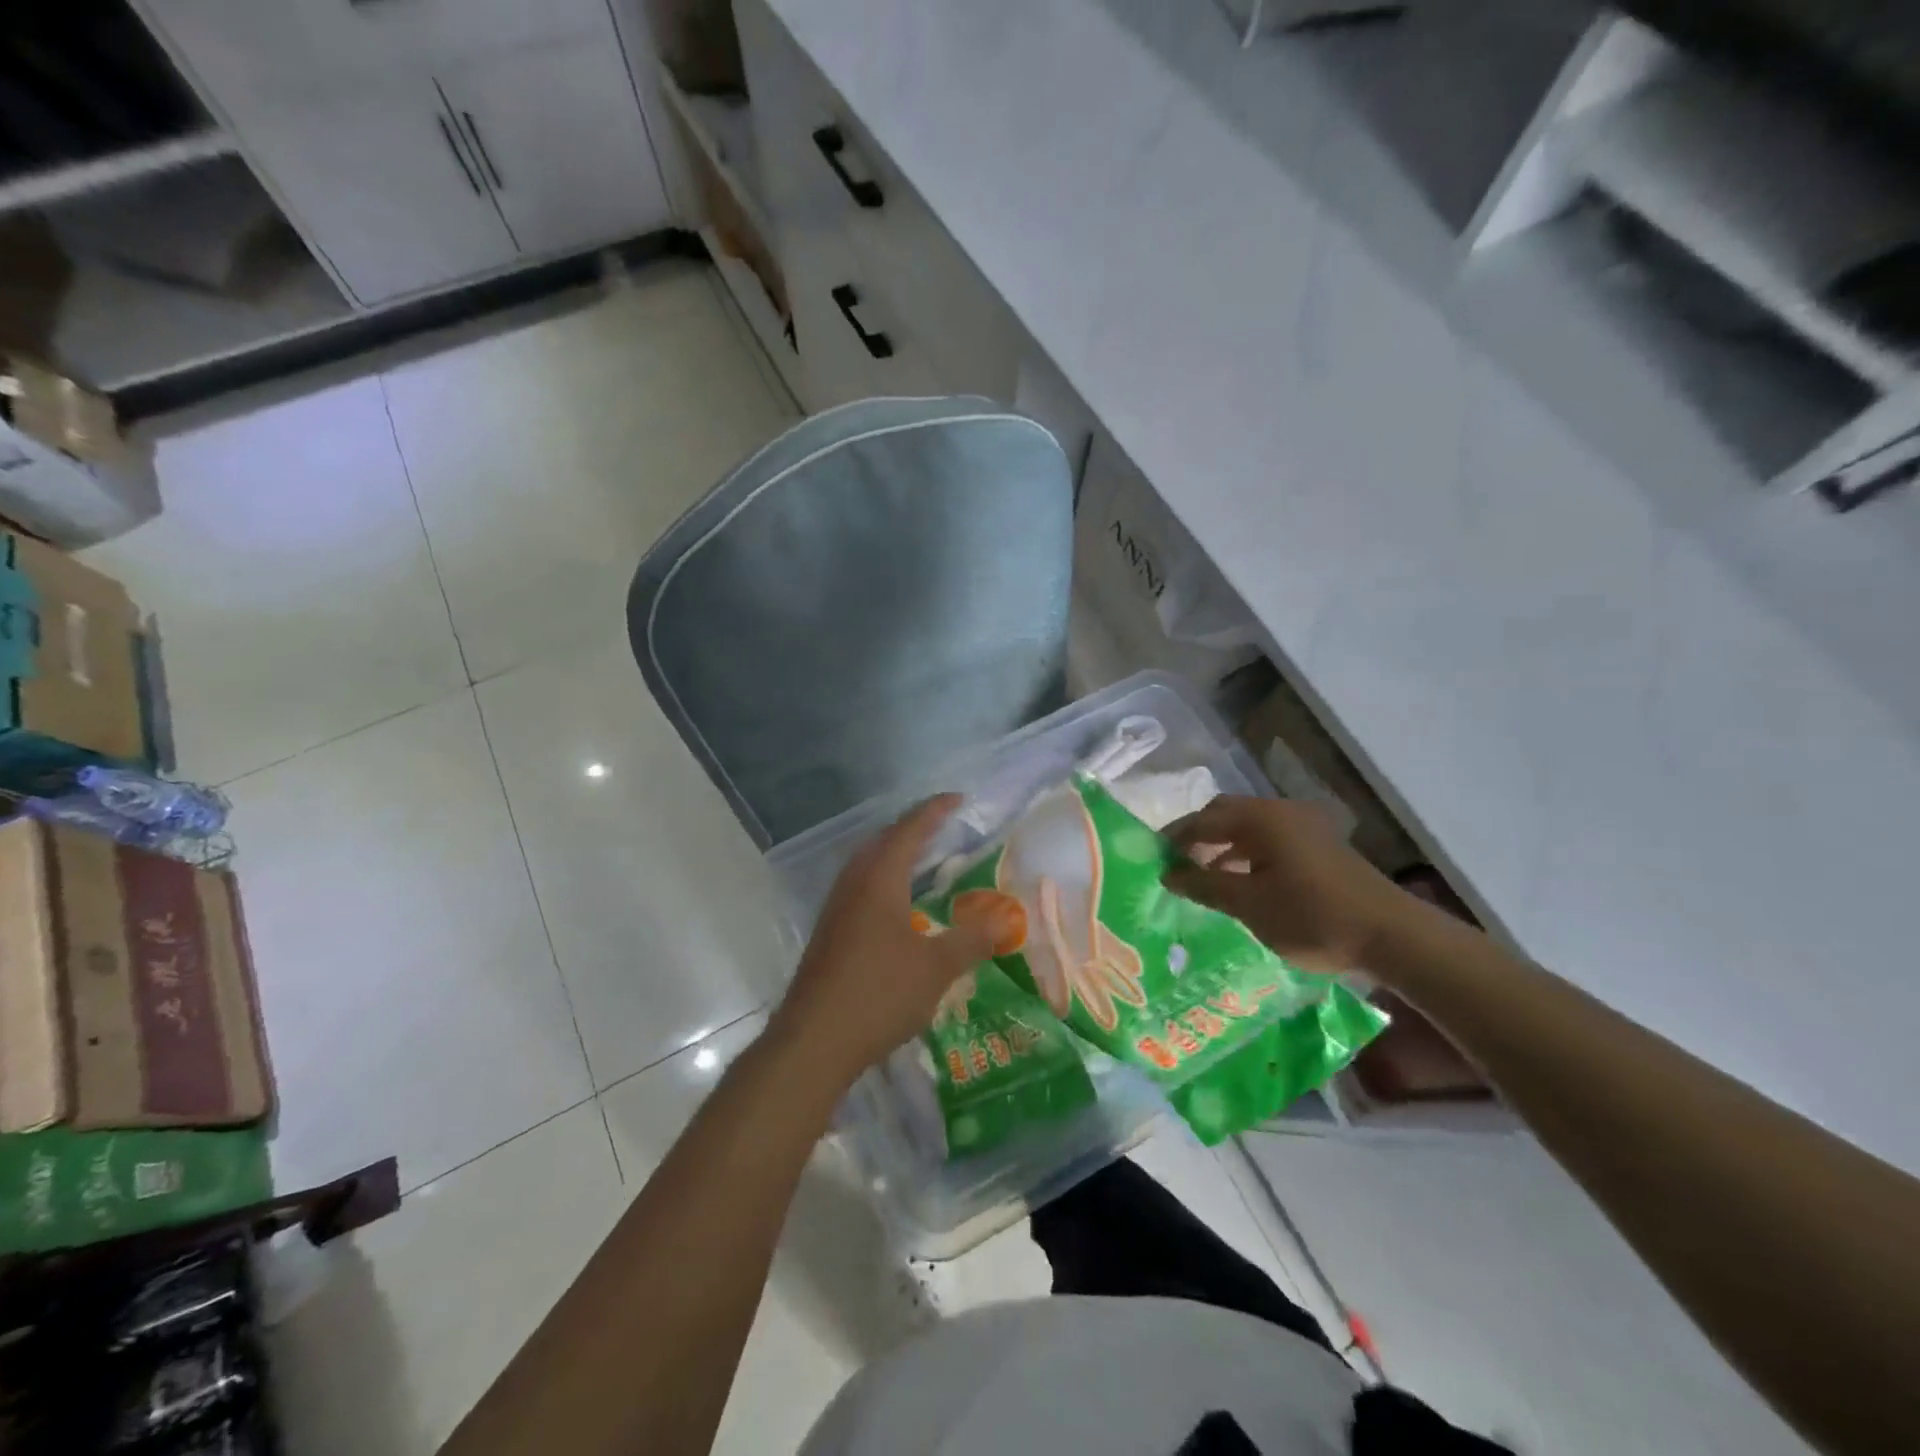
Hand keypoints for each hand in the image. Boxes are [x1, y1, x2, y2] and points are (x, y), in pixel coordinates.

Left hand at [770, 795, 994, 1088]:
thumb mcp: (936, 967)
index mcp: (879, 879)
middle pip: (883, 840)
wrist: (813, 1041)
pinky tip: (898, 906)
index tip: (959, 798)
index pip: (910, 830)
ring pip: (868, 864)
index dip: (935, 811)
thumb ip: (971, 939)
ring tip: (923, 859)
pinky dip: (885, 880)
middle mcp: (854, 884)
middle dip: (913, 828)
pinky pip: (861, 887)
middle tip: (944, 826)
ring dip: (895, 854)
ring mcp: (836, 908)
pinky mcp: (829, 932)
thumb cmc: (879, 994)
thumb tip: (1005, 918)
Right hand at [1162, 796, 1412, 975]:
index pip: (1203, 819)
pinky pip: (1270, 840)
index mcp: (1261, 818)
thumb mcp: (1248, 904)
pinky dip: (1247, 855)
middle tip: (1176, 864)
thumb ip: (1203, 885)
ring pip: (1249, 828)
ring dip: (1222, 846)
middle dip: (1198, 837)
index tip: (1153, 860)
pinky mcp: (1320, 846)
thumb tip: (1168, 874)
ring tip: (1202, 876)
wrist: (1390, 936)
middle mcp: (1281, 812)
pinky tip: (1241, 882)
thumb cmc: (1310, 916)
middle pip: (1226, 815)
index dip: (1174, 839)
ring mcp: (1305, 827)